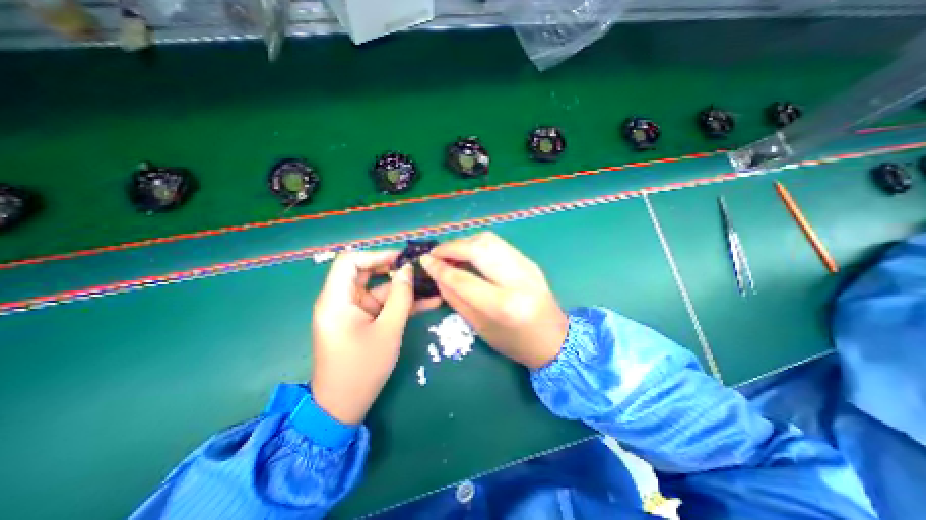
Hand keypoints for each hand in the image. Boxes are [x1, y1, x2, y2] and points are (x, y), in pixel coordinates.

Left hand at [311, 251, 439, 424]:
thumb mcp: (388, 330)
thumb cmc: (362, 368)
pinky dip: (400, 304)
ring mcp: (352, 312)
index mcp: (336, 299)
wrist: (343, 407)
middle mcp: (340, 300)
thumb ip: (400, 297)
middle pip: (366, 273)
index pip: (350, 261)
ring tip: (432, 285)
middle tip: (419, 270)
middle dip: (394, 270)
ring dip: (403, 289)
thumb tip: (408, 270)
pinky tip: (427, 302)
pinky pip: (381, 306)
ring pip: (378, 290)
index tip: (402, 259)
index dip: (376, 255)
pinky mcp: (361, 321)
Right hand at [418, 231, 564, 368]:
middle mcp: (517, 279)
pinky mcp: (528, 260)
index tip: (424, 261)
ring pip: (489, 239)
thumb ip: (456, 299)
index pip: (464, 279)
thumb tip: (437, 275)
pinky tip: (469, 255)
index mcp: (504, 305)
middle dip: (451, 246)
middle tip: (435, 254)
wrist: (556, 339)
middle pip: (478, 247)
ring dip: (464, 242)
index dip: (440, 268)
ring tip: (450, 254)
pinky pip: (497, 243)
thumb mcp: (481, 328)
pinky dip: (477, 244)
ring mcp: (526, 265)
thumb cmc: (515, 343)